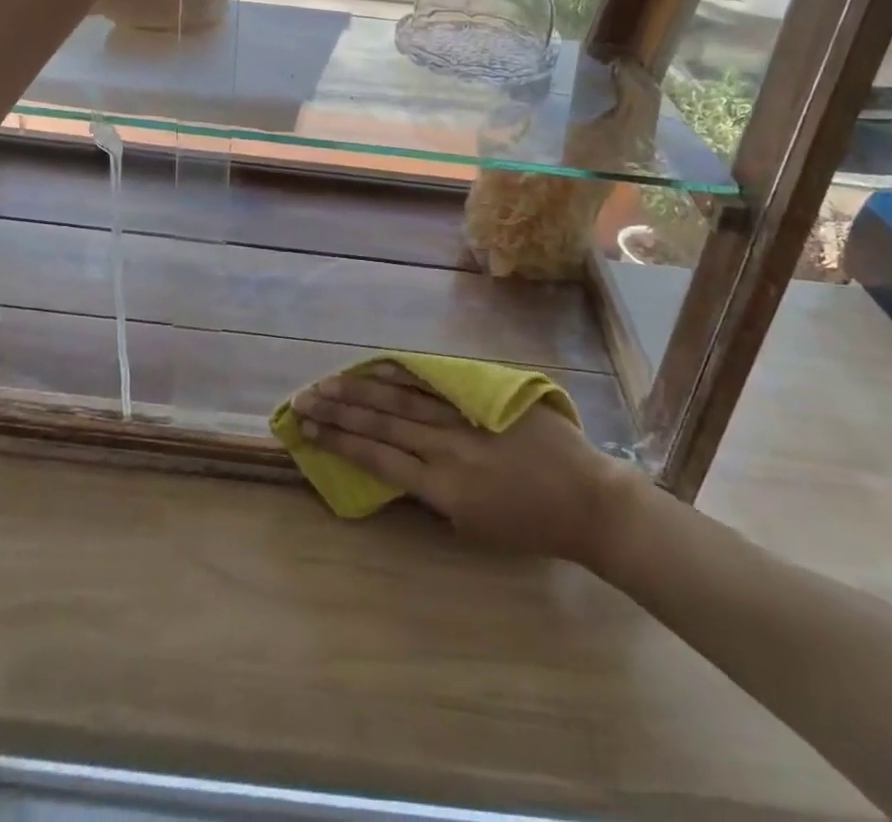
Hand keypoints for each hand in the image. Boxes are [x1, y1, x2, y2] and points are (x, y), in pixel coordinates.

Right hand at [292, 364, 632, 564]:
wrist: (588, 501)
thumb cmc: (531, 525)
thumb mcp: (473, 525)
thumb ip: (434, 492)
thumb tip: (402, 461)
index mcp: (442, 488)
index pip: (378, 457)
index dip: (339, 442)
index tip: (308, 430)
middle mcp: (446, 447)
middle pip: (381, 422)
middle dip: (339, 410)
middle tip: (303, 399)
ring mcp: (466, 418)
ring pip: (403, 398)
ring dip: (361, 389)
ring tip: (328, 382)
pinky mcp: (485, 397)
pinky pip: (439, 382)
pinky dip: (406, 373)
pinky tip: (381, 365)